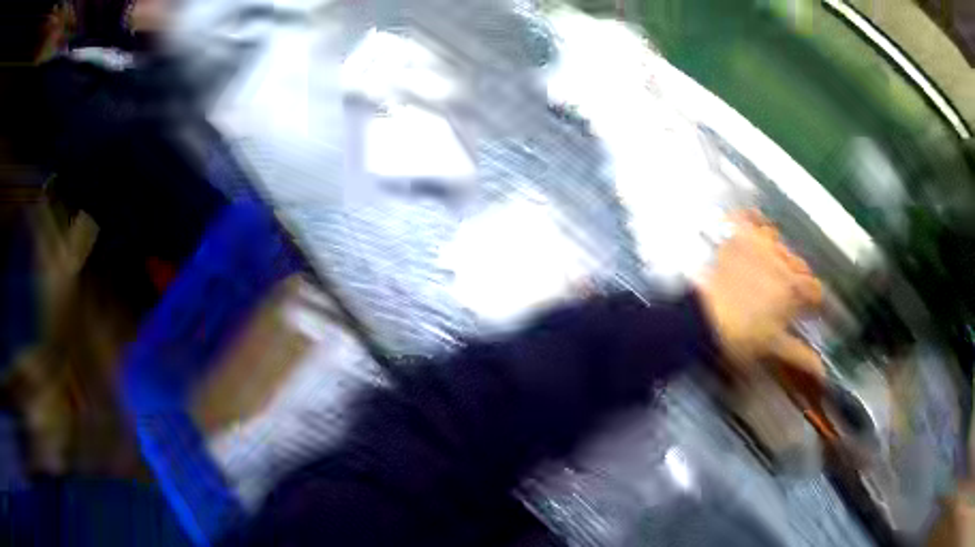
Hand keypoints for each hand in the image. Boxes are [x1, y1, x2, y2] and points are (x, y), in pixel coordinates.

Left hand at [696, 211, 822, 378]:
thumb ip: (801, 355)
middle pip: (799, 264)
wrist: (704, 321)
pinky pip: (749, 217)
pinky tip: (754, 227)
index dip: (813, 300)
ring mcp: (758, 245)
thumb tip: (823, 371)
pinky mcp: (736, 237)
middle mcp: (781, 261)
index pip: (814, 289)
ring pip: (778, 241)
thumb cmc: (743, 338)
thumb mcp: (774, 347)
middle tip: (786, 294)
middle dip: (797, 278)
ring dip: (777, 252)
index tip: (808, 308)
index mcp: (793, 288)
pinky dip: (753, 220)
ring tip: (769, 267)